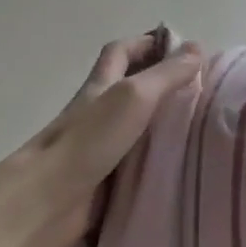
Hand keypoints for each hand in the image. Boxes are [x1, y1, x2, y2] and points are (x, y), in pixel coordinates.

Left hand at [0, 33, 202, 246]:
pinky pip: (134, 164)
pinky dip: (155, 161)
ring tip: (201, 127)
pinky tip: (181, 167)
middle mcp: (97, 112)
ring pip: (134, 127)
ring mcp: (98, 148)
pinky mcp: (103, 181)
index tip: (182, 49)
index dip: (147, 43)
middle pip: (128, 88)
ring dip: (161, 124)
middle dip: (159, 84)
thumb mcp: (133, 96)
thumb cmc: (88, 141)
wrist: (44, 203)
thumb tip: (197, 48)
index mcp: (100, 86)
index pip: (121, 51)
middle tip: (200, 91)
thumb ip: (166, 74)